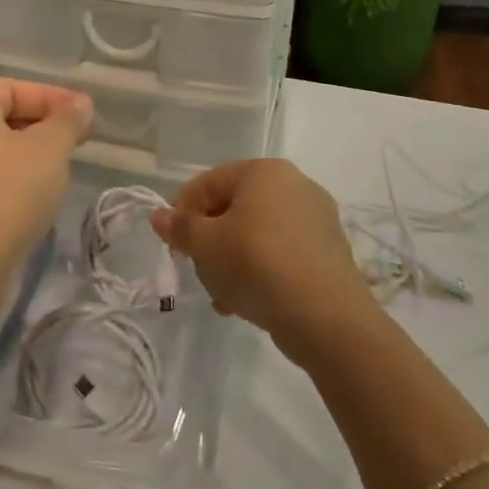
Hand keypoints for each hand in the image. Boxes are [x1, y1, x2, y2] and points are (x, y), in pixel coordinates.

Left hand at [0, 78, 91, 304]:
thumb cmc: (5, 196)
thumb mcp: (49, 151)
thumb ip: (68, 121)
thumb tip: (80, 104)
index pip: (9, 88)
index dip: (49, 96)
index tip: (83, 116)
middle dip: (39, 126)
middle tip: (74, 143)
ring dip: (24, 158)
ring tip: (57, 174)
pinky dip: (6, 184)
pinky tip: (30, 205)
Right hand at [150, 158, 371, 352]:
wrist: (326, 318)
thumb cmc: (256, 265)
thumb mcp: (205, 246)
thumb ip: (179, 227)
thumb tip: (159, 215)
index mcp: (264, 171)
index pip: (209, 183)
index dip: (182, 212)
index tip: (173, 244)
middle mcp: (295, 184)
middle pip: (234, 208)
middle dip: (210, 240)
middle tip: (197, 270)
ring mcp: (317, 219)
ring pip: (258, 234)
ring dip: (233, 260)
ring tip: (221, 295)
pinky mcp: (329, 252)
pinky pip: (282, 253)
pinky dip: (261, 271)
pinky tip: (247, 302)